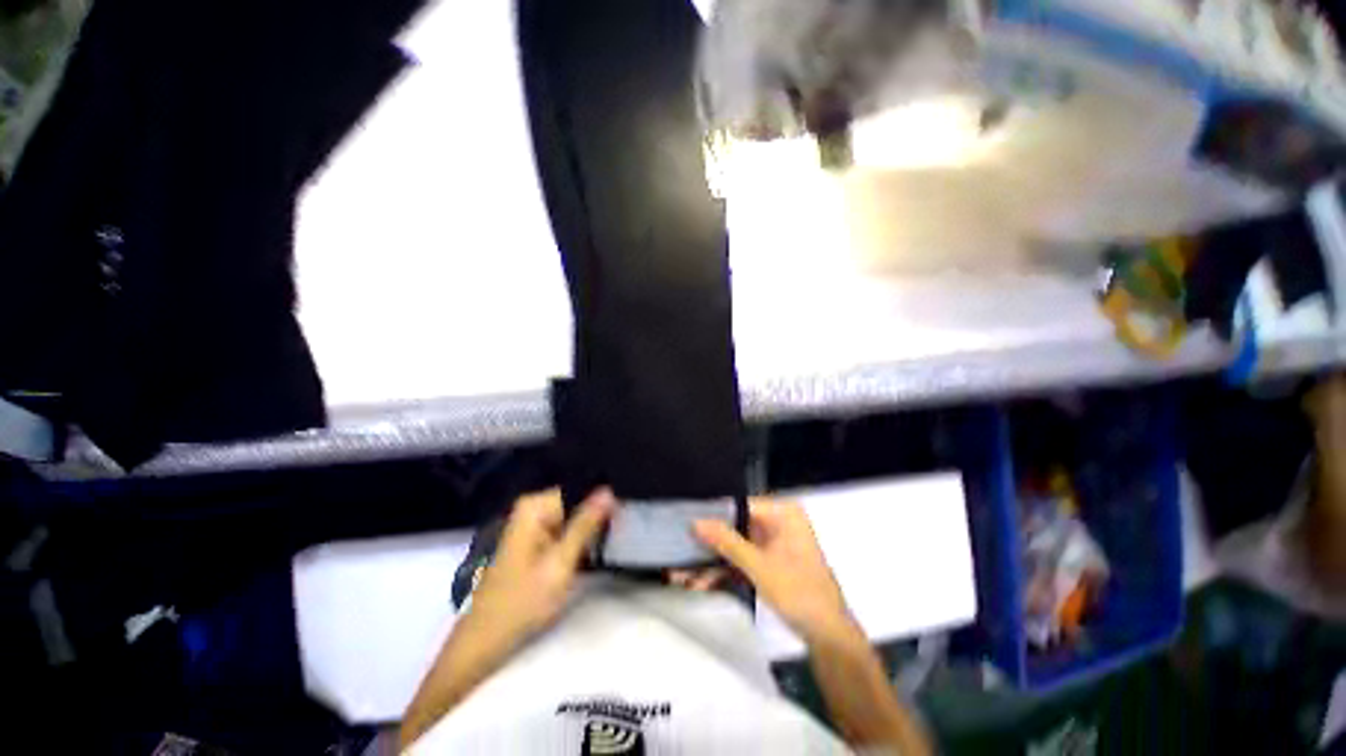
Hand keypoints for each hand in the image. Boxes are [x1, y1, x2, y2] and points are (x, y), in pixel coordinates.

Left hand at [399, 489, 614, 746]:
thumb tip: (609, 491)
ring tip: (617, 540)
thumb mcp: (560, 563)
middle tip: (625, 530)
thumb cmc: (522, 603)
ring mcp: (532, 525)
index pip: (580, 488)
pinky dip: (580, 540)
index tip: (627, 513)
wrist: (486, 642)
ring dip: (592, 529)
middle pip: (577, 501)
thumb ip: (585, 525)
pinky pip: (565, 530)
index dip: (603, 501)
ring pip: (573, 517)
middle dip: (599, 516)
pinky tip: (597, 550)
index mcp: (535, 506)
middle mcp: (532, 508)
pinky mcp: (534, 541)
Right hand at [694, 499, 853, 642]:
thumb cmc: (799, 592)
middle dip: (710, 544)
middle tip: (681, 550)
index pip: (739, 504)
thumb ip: (726, 541)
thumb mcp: (758, 566)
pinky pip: (744, 559)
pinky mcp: (771, 561)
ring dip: (714, 561)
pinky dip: (727, 571)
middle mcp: (778, 522)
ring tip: (684, 573)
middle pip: (736, 526)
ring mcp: (775, 542)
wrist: (829, 637)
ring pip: (737, 545)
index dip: (713, 514)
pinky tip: (703, 582)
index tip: (686, 523)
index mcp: (782, 512)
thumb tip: (695, 521)